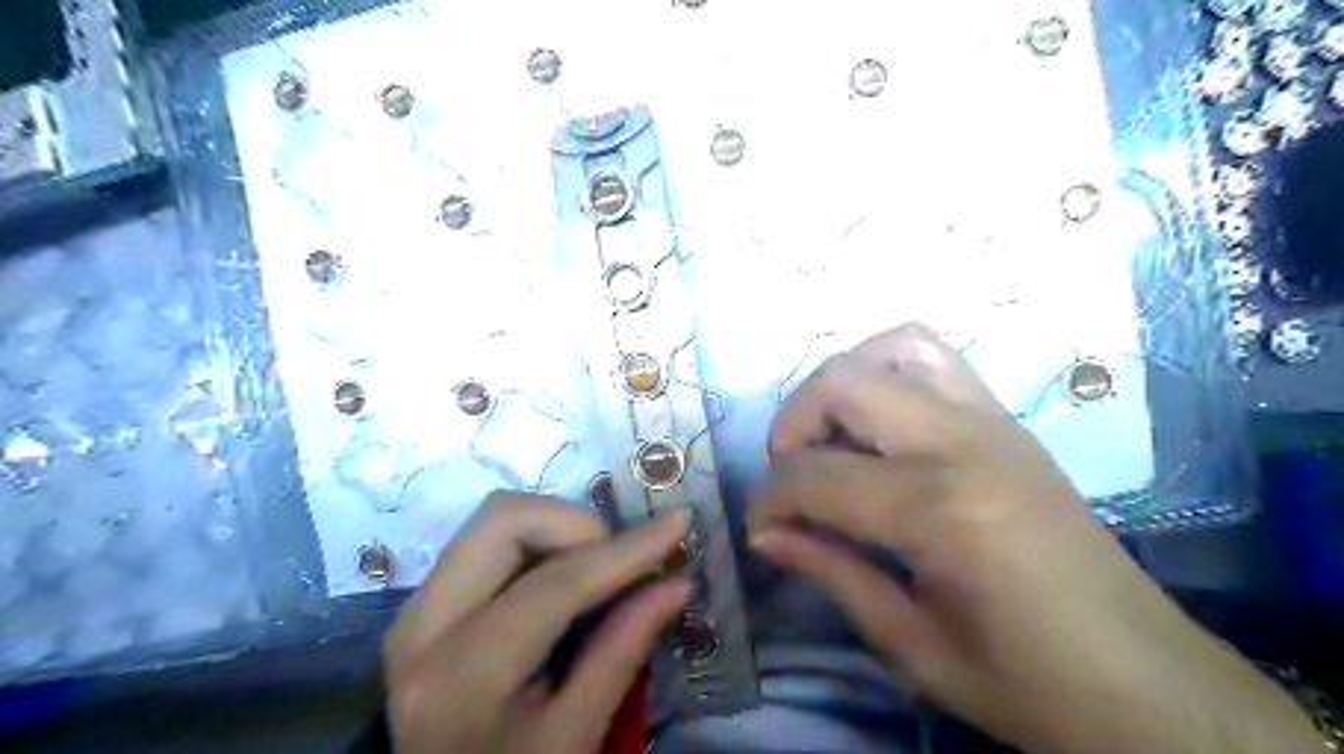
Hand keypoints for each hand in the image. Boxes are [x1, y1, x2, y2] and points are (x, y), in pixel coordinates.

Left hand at [384, 494, 686, 753]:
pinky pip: (486, 539)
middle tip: (619, 561)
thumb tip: (675, 582)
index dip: (623, 551)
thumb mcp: (573, 738)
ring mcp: (414, 607)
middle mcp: (422, 625)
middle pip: (504, 520)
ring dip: (557, 528)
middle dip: (577, 524)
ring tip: (597, 569)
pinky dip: (537, 540)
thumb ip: (621, 652)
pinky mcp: (423, 600)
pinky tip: (565, 575)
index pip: (554, 585)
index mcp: (460, 676)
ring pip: (494, 519)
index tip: (676, 524)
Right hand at [751, 326, 1318, 753]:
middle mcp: (964, 443)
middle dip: (791, 425)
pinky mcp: (1008, 421)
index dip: (768, 498)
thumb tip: (765, 535)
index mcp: (940, 511)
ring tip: (828, 437)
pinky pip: (935, 358)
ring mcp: (993, 421)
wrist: (1148, 681)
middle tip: (788, 477)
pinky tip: (877, 422)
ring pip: (890, 349)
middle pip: (843, 386)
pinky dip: (887, 369)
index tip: (759, 528)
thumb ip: (831, 572)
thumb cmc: (1028, 683)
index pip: (815, 475)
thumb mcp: (912, 646)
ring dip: (839, 384)